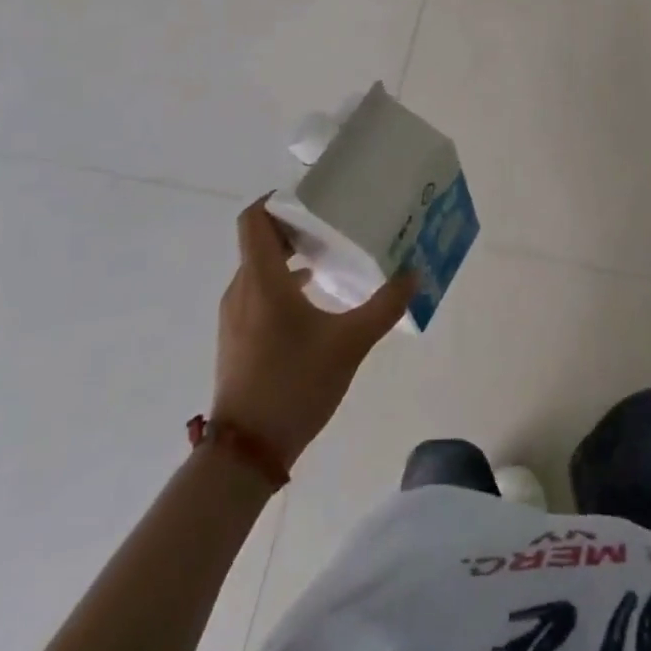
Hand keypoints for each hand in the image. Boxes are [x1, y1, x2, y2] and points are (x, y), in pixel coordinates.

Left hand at [212, 197, 415, 469]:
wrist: (246, 453)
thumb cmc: (294, 385)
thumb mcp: (350, 343)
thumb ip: (384, 306)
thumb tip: (414, 274)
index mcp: (262, 279)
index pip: (254, 218)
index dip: (277, 200)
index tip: (313, 197)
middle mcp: (242, 289)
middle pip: (259, 240)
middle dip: (295, 227)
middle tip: (334, 224)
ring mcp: (235, 316)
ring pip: (259, 268)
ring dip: (289, 256)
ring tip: (329, 259)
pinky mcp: (237, 338)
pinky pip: (257, 292)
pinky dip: (282, 283)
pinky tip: (314, 300)